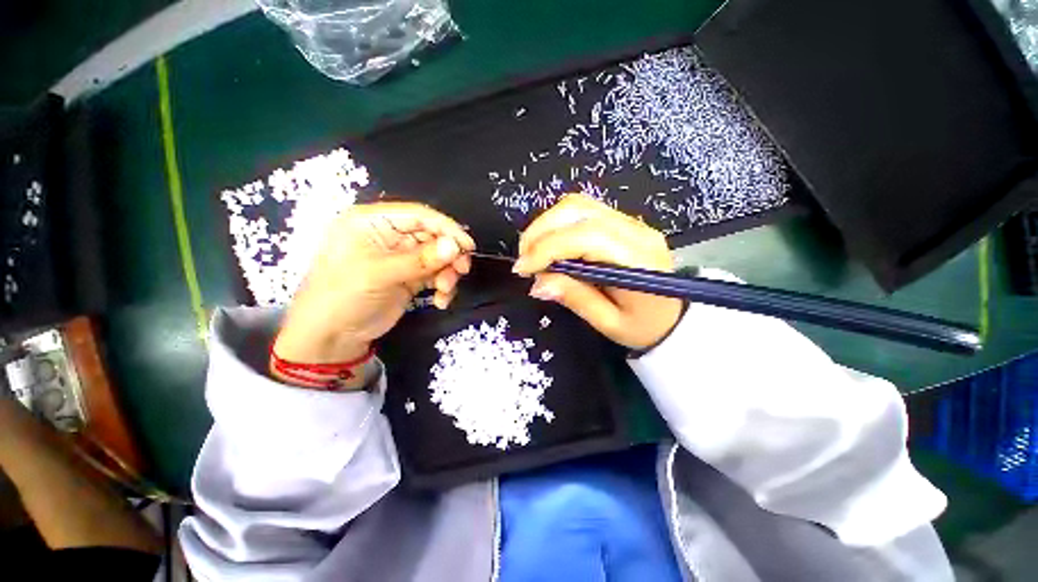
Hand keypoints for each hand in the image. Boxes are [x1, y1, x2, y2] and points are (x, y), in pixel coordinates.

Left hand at [274, 202, 474, 369]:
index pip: (418, 215)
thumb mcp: (379, 275)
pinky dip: (443, 286)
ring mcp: (401, 258)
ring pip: (438, 257)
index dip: (446, 228)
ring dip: (448, 273)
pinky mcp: (410, 277)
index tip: (467, 246)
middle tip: (461, 271)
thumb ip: (420, 260)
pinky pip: (436, 275)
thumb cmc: (342, 297)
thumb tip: (456, 246)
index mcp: (373, 222)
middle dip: (449, 255)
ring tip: (445, 290)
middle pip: (433, 236)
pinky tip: (440, 300)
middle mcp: (389, 235)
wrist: (331, 338)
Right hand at [513, 194, 682, 349]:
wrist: (674, 318)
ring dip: (546, 225)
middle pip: (578, 210)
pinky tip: (550, 246)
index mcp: (638, 260)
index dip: (547, 248)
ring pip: (578, 205)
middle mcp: (636, 231)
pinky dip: (557, 225)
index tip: (523, 268)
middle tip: (524, 260)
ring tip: (533, 252)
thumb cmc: (645, 327)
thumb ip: (575, 298)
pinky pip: (582, 212)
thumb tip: (537, 283)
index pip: (586, 237)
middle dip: (540, 231)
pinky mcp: (622, 222)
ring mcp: (631, 222)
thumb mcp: (609, 323)